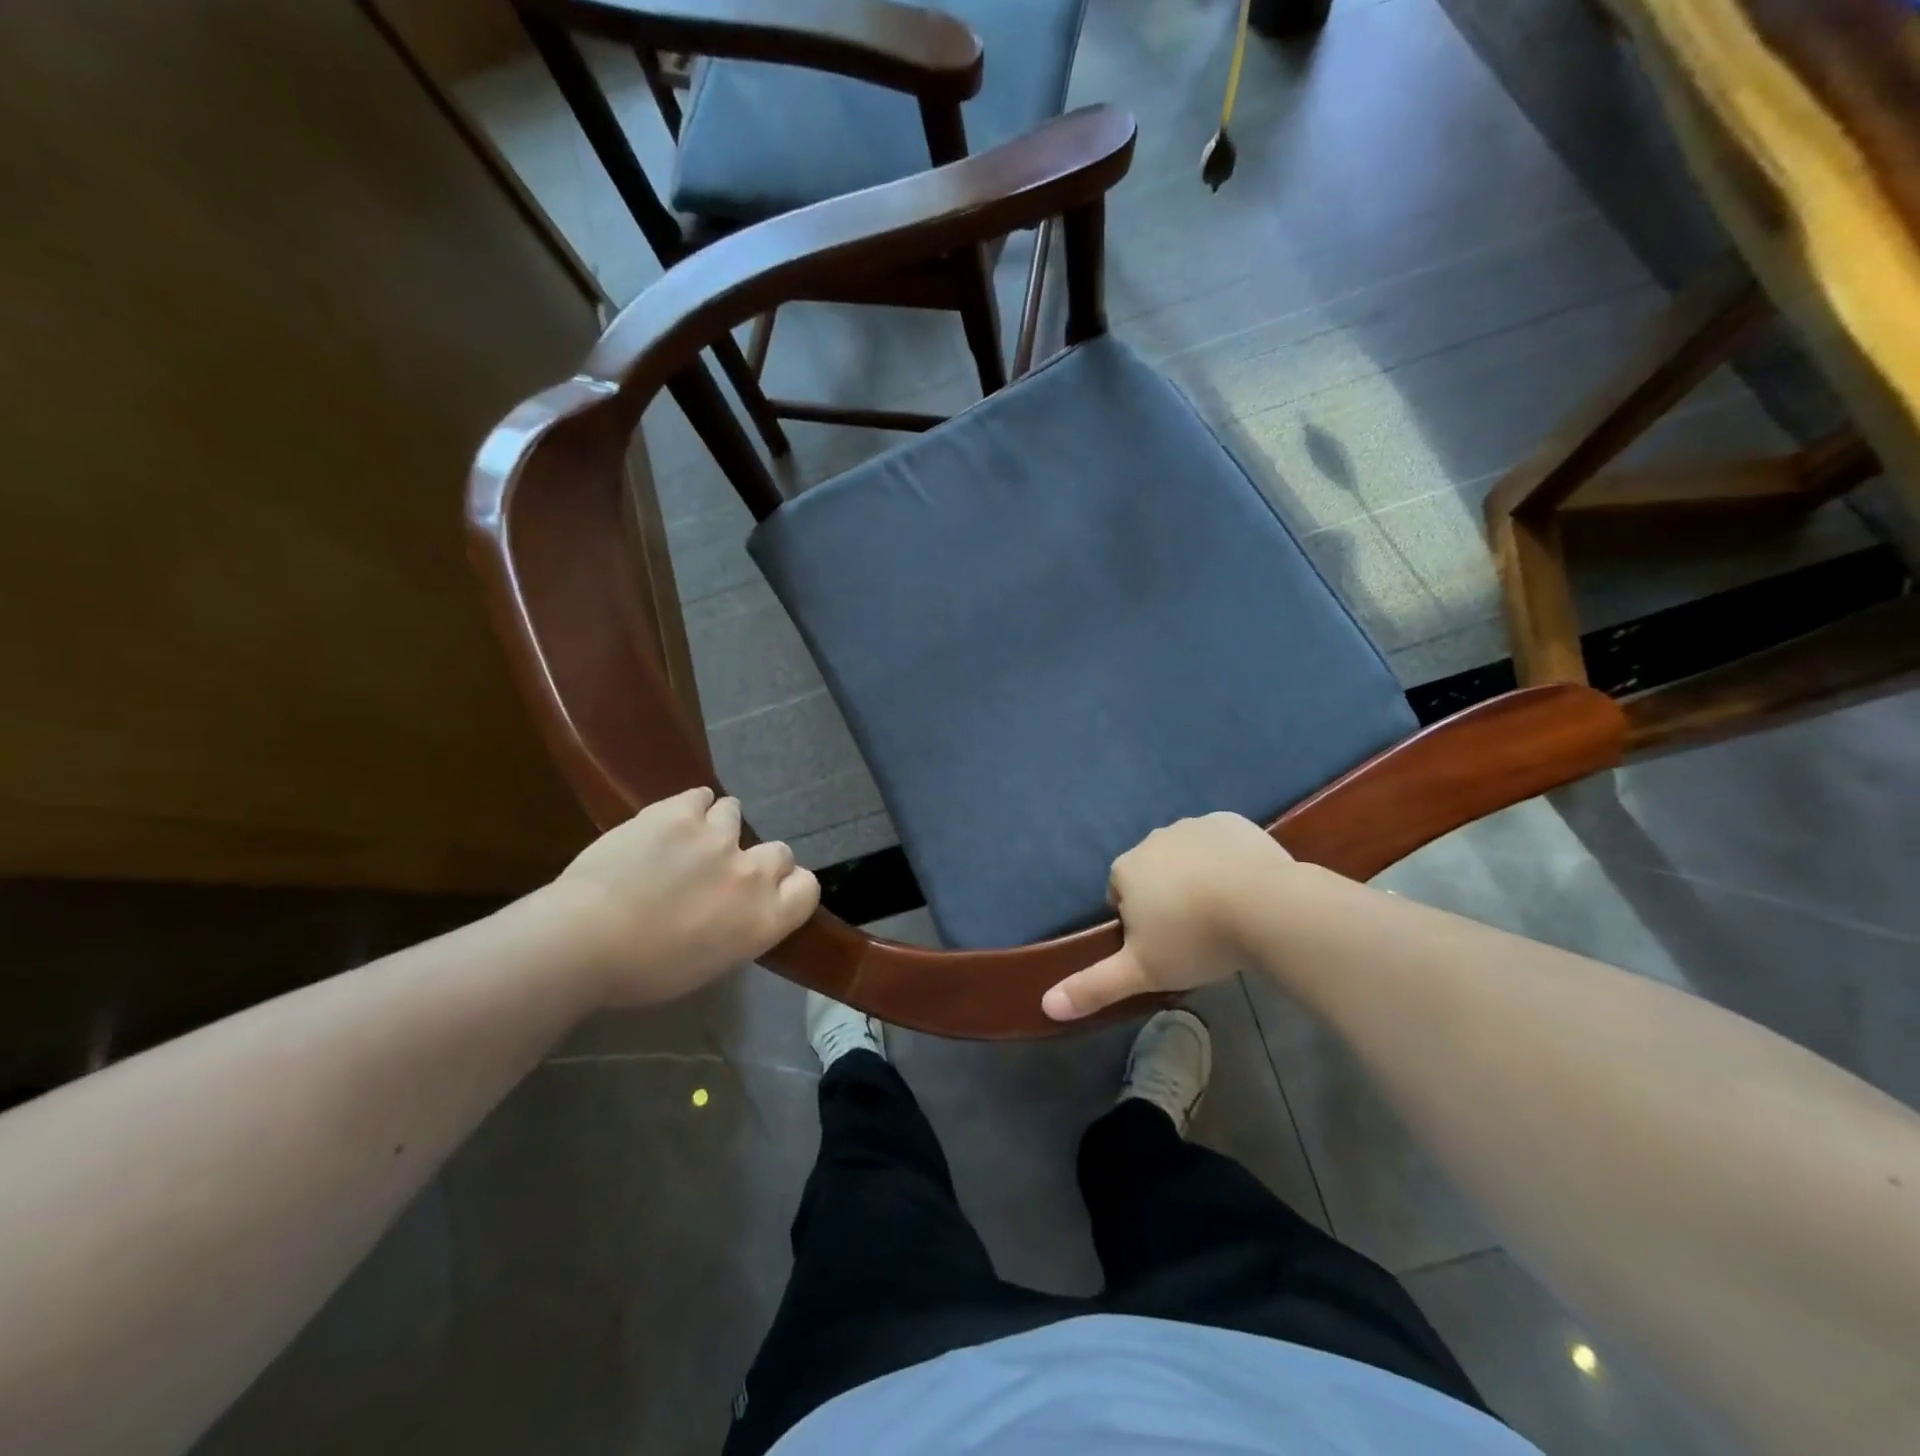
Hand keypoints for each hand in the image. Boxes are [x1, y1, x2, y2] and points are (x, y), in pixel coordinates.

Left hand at [548, 787, 819, 1006]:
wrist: (584, 940)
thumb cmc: (643, 971)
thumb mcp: (710, 964)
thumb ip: (739, 928)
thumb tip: (736, 910)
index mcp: (765, 918)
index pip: (807, 887)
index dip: (790, 886)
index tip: (767, 892)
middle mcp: (753, 873)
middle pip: (780, 850)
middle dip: (756, 858)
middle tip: (721, 871)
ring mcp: (718, 836)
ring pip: (734, 814)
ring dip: (718, 826)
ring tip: (688, 841)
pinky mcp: (680, 811)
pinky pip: (701, 796)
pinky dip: (691, 806)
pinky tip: (671, 821)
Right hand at [1042, 812, 1291, 1020]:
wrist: (1265, 906)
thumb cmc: (1195, 939)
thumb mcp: (1142, 972)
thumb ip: (1093, 987)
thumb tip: (1046, 1004)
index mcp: (1125, 869)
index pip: (1120, 896)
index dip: (1140, 924)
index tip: (1165, 946)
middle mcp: (1152, 839)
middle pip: (1153, 874)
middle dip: (1167, 898)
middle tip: (1195, 933)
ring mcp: (1192, 825)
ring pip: (1187, 857)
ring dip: (1197, 878)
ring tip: (1226, 913)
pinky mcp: (1230, 822)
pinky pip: (1220, 842)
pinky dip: (1227, 860)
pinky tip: (1247, 888)